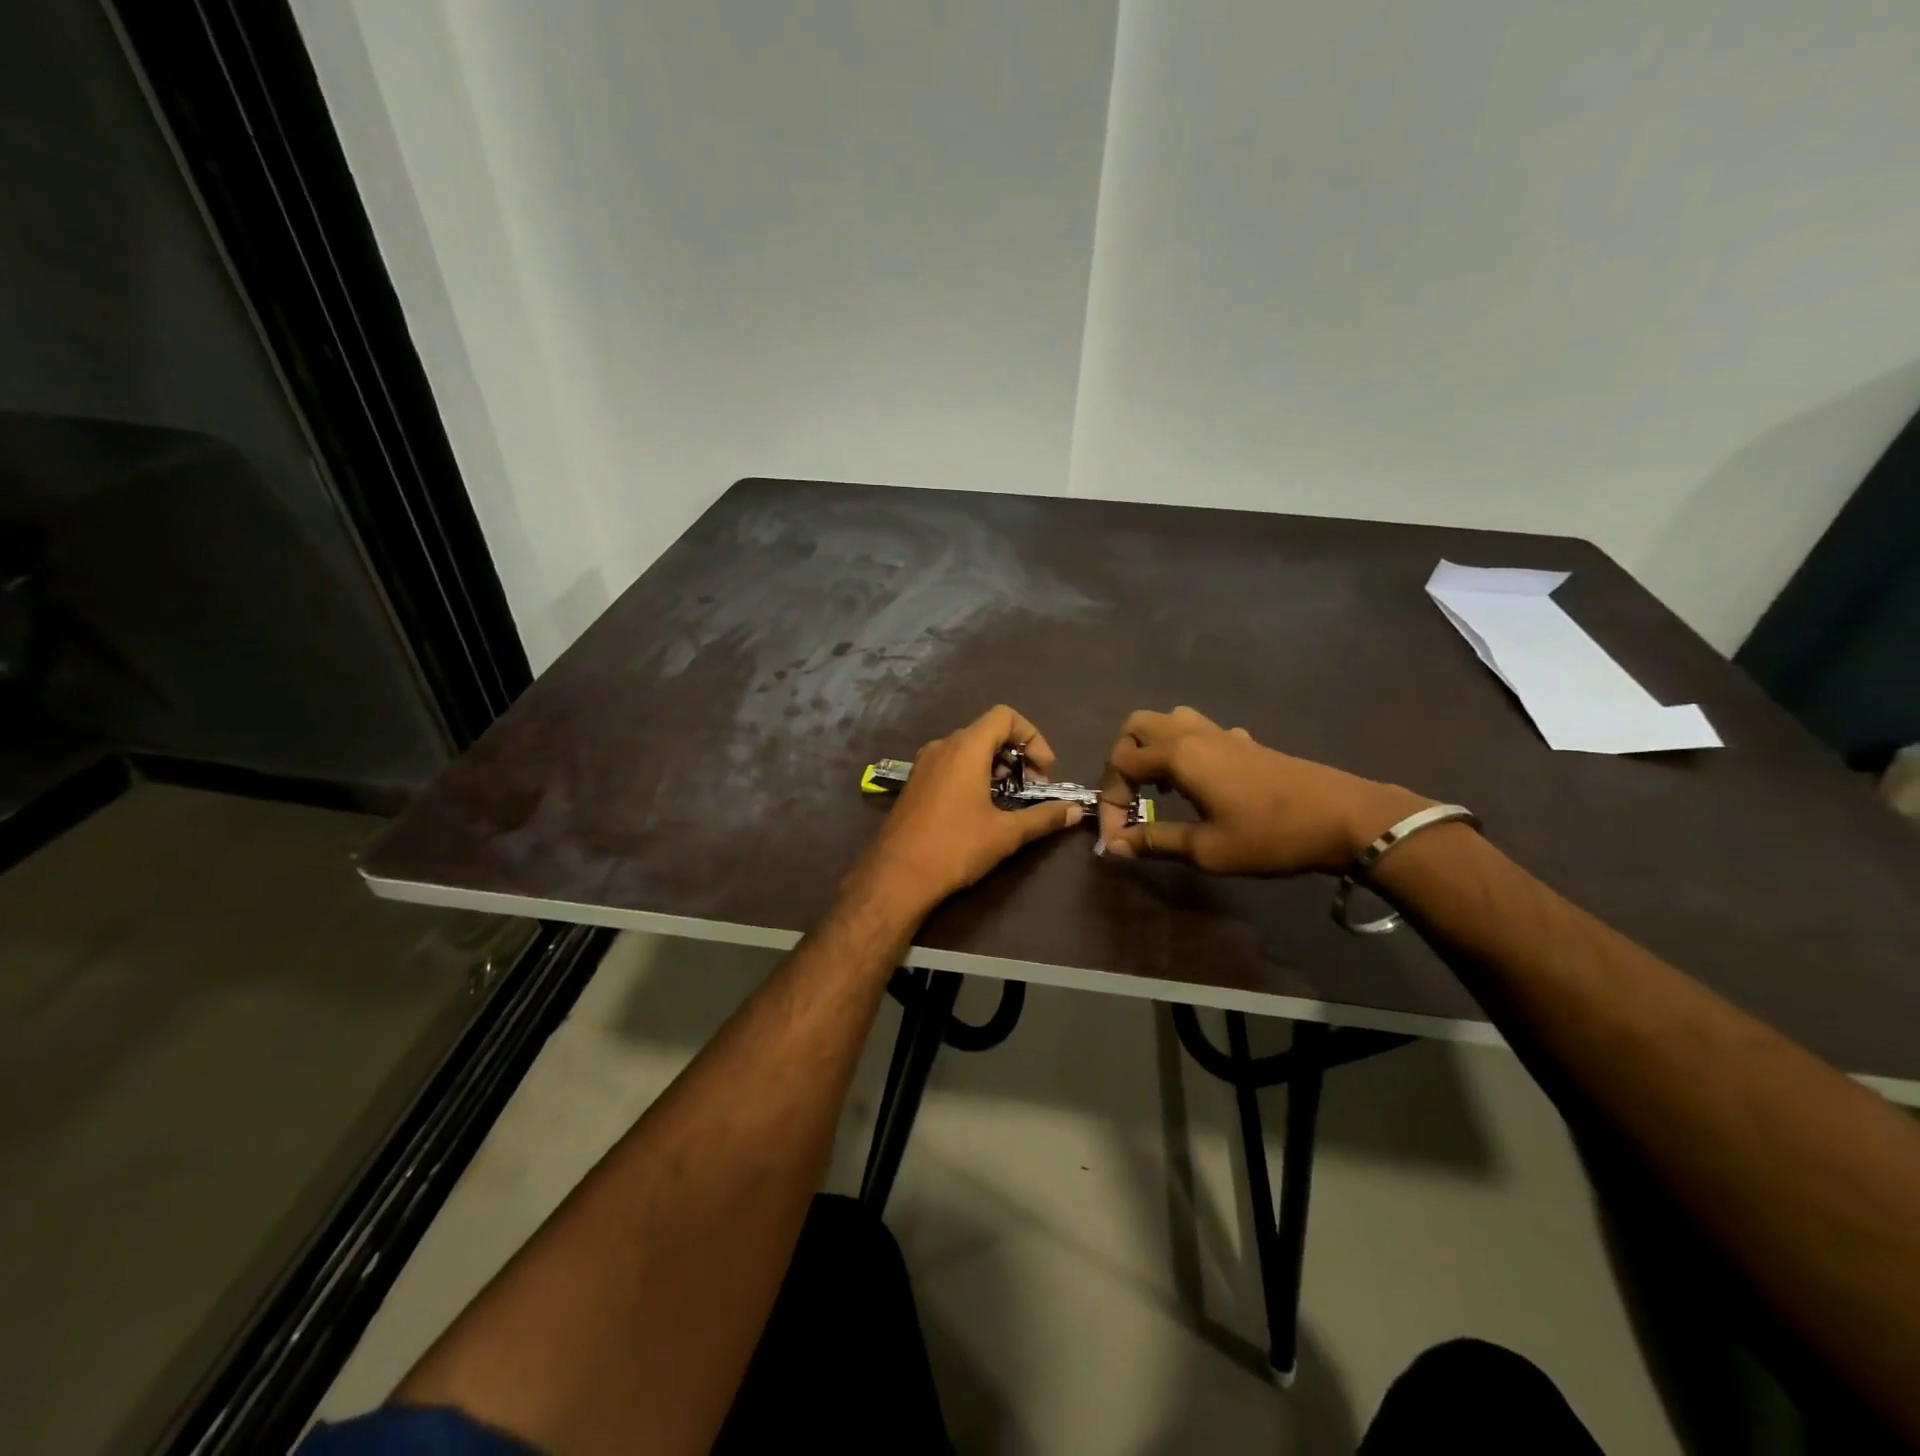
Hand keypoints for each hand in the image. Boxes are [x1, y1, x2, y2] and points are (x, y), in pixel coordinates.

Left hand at [849, 705, 1083, 915]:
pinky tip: (980, 809)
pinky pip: (950, 764)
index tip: (1044, 771)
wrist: (896, 876)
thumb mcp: (1006, 833)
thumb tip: (1075, 811)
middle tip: (1032, 788)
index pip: (1005, 716)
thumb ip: (1043, 817)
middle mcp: (942, 746)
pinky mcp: (914, 783)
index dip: (1032, 737)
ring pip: (967, 749)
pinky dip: (972, 774)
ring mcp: (924, 764)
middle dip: (1016, 755)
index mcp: (965, 748)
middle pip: (987, 732)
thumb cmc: (955, 847)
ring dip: (995, 766)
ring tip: (1009, 800)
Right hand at [1095, 707, 1428, 875]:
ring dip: (1152, 749)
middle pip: (1137, 726)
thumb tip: (1114, 846)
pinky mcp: (1244, 742)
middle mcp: (1192, 734)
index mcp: (1178, 755)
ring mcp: (1221, 734)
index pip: (1120, 764)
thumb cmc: (1270, 836)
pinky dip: (1183, 750)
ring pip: (1169, 720)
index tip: (1116, 838)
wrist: (1344, 818)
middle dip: (1122, 760)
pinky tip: (1198, 784)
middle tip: (1129, 798)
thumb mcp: (1207, 849)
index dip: (1109, 801)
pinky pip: (1199, 731)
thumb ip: (1155, 842)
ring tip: (1158, 788)